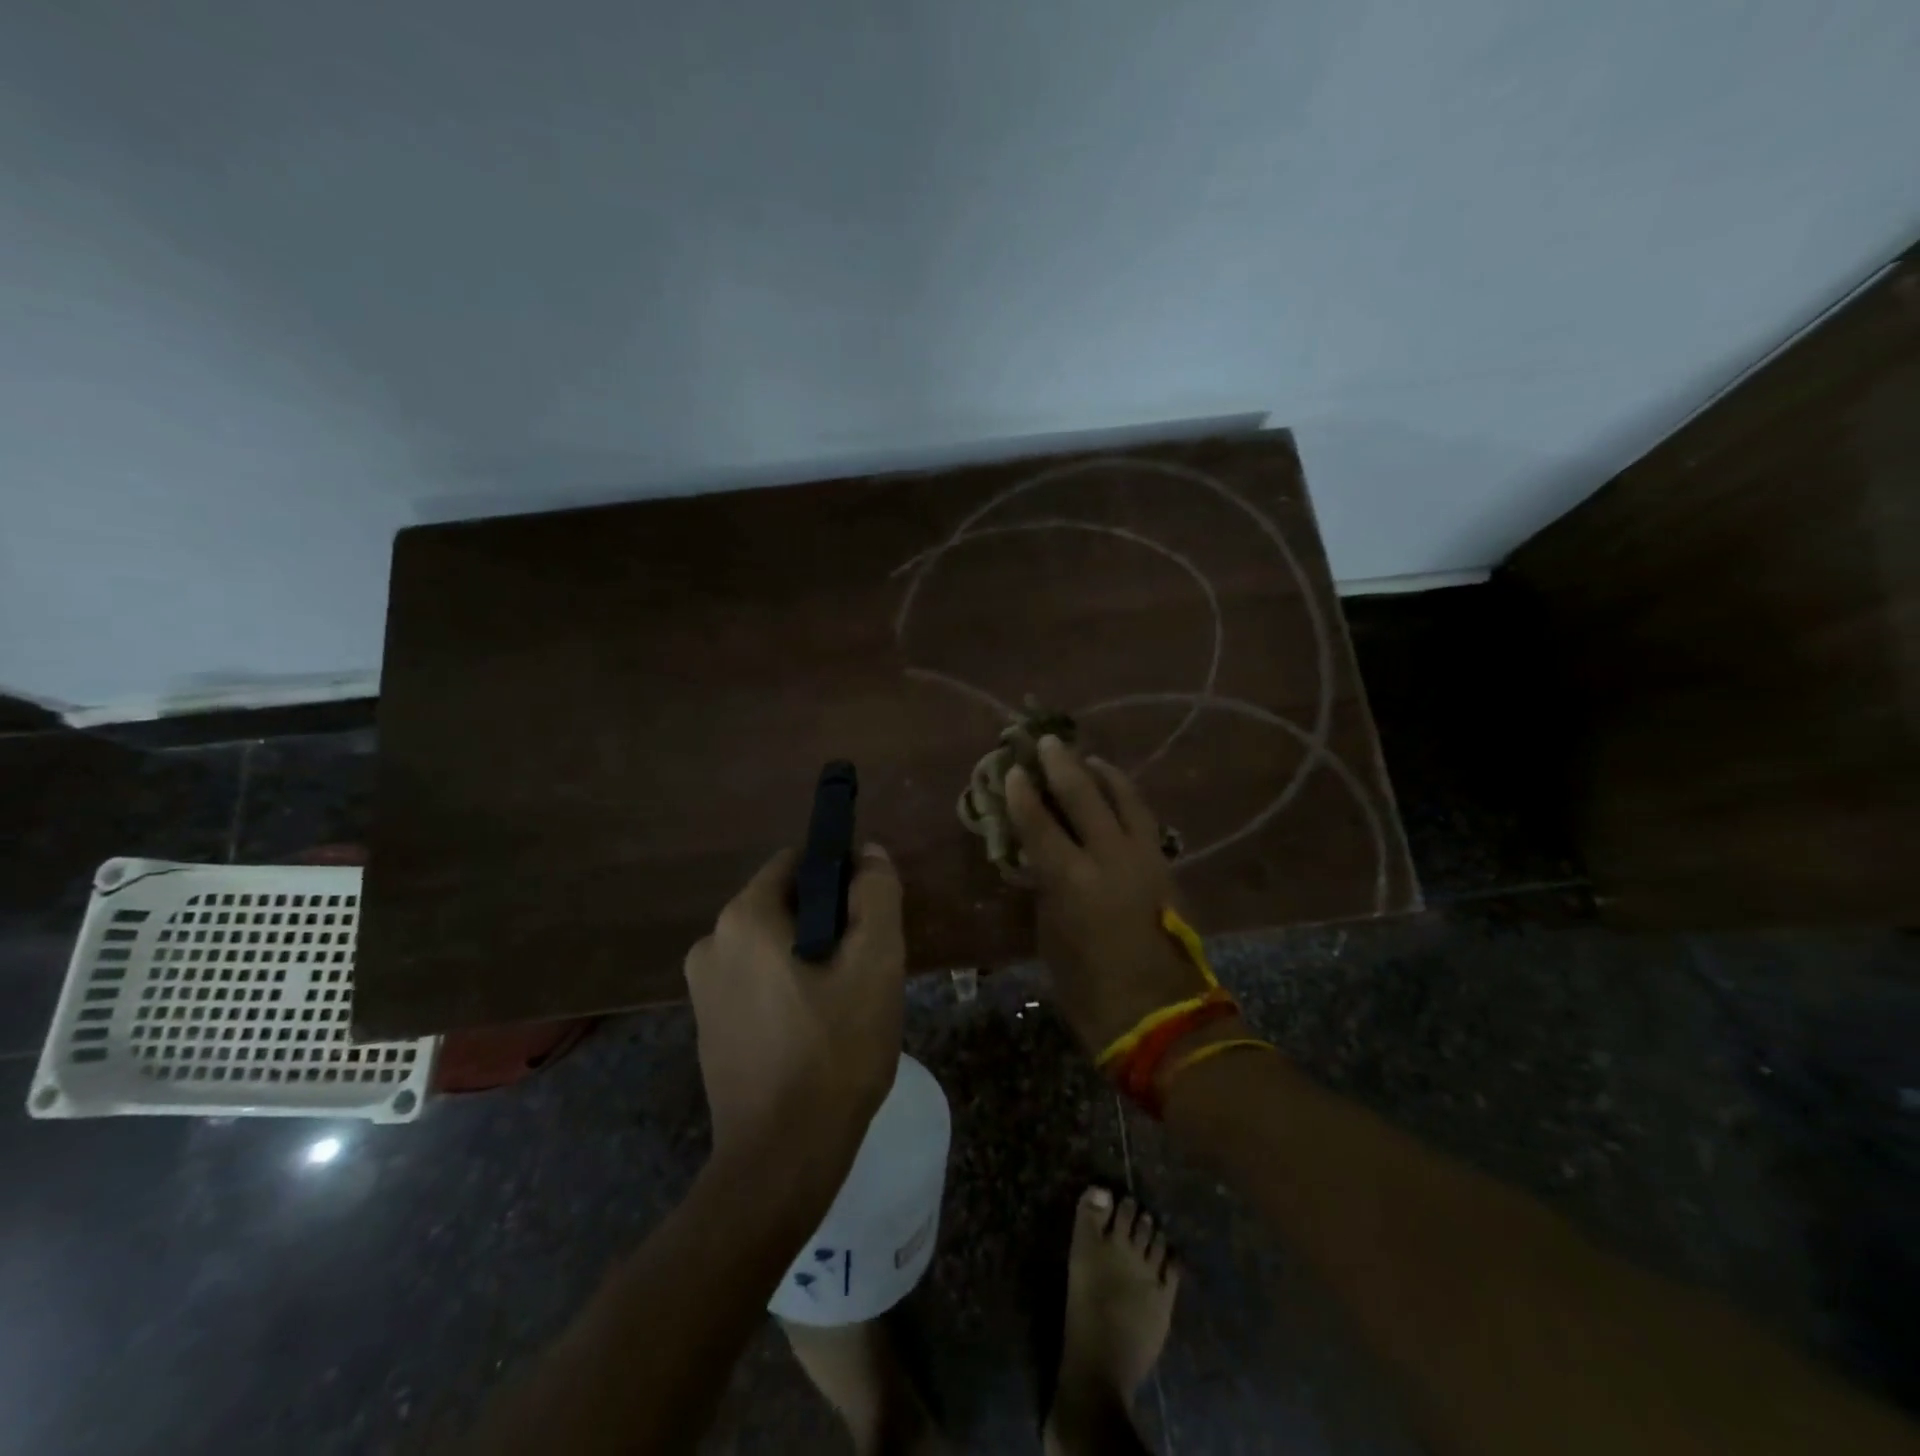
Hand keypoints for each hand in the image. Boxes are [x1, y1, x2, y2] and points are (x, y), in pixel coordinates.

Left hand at [683, 844, 905, 1162]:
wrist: (781, 1160)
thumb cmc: (834, 1051)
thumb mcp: (876, 962)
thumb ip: (876, 894)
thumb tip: (869, 853)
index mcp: (744, 917)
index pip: (797, 863)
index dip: (841, 878)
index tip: (870, 916)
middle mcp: (711, 942)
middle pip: (785, 906)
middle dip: (828, 923)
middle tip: (865, 967)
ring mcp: (702, 989)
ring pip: (773, 946)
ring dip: (810, 958)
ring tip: (846, 1003)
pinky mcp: (708, 1027)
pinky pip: (756, 983)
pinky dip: (787, 988)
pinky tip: (816, 1030)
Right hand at [1006, 738, 1218, 1055]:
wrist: (1161, 1018)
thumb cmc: (1091, 991)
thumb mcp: (1052, 941)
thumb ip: (1046, 894)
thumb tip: (1040, 865)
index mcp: (1072, 882)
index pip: (1039, 824)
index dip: (1023, 795)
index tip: (1014, 771)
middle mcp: (1110, 858)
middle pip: (1084, 796)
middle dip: (1062, 765)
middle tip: (1048, 742)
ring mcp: (1144, 859)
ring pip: (1125, 799)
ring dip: (1103, 775)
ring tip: (1088, 760)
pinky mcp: (1166, 868)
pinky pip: (1144, 819)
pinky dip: (1128, 799)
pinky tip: (1119, 795)